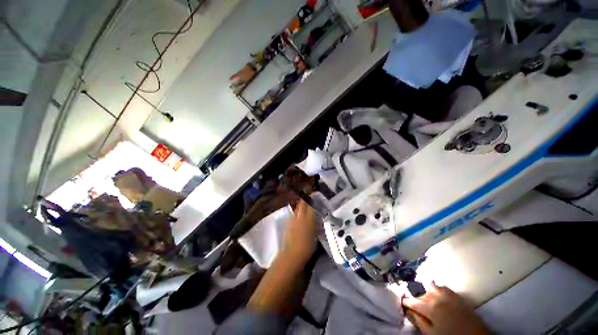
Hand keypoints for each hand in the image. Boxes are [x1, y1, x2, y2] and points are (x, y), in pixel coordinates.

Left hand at [282, 200, 317, 262]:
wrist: (292, 254)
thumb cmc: (307, 247)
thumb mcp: (315, 236)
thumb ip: (315, 226)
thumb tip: (316, 220)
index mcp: (308, 220)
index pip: (311, 206)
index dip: (312, 199)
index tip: (314, 195)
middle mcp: (300, 217)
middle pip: (302, 204)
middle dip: (305, 199)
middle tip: (309, 198)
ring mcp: (292, 220)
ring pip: (296, 208)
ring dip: (300, 206)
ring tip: (304, 208)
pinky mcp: (288, 223)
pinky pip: (293, 215)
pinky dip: (296, 213)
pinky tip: (298, 217)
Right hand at [402, 282, 488, 334]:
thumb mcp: (432, 334)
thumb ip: (419, 321)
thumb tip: (409, 311)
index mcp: (428, 307)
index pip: (411, 301)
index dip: (405, 302)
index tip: (403, 303)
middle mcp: (435, 297)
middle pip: (420, 292)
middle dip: (414, 296)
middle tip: (413, 301)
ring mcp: (446, 294)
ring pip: (430, 285)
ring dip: (425, 289)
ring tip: (424, 295)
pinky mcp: (455, 295)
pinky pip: (442, 286)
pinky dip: (437, 288)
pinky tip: (437, 293)